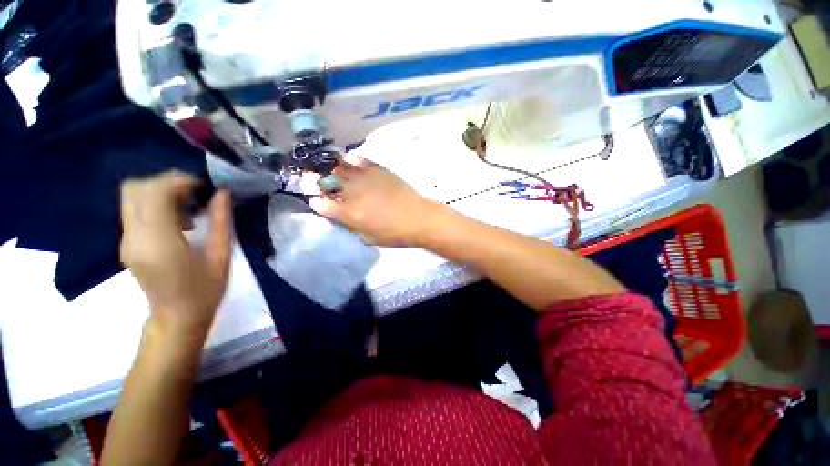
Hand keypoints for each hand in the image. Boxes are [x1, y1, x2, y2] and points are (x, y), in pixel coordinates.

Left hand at [120, 171, 231, 339]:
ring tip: (188, 209)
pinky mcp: (126, 243)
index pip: (154, 193)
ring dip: (160, 192)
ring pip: (131, 196)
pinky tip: (178, 221)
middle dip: (167, 182)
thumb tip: (222, 193)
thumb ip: (221, 222)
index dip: (178, 181)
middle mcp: (135, 237)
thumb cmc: (205, 291)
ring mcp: (126, 240)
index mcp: (159, 242)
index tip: (203, 187)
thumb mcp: (221, 256)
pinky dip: (155, 204)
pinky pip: (134, 210)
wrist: (176, 318)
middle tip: (195, 195)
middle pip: (135, 189)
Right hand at [303, 154, 446, 246]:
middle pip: (329, 183)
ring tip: (321, 164)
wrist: (420, 219)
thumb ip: (351, 226)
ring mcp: (368, 180)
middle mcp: (355, 194)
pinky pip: (363, 161)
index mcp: (352, 215)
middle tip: (306, 176)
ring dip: (329, 166)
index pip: (325, 206)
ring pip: (342, 169)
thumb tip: (340, 217)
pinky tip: (346, 157)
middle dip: (314, 180)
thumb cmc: (395, 234)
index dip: (317, 202)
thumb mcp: (369, 237)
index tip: (313, 200)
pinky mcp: (380, 171)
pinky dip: (353, 158)